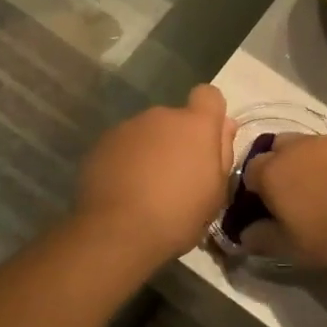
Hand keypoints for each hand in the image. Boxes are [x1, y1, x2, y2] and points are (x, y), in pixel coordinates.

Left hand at [75, 85, 234, 263]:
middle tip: (176, 178)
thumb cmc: (178, 215)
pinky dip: (127, 160)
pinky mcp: (102, 143)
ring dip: (151, 151)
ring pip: (148, 132)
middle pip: (176, 119)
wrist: (117, 231)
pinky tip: (124, 189)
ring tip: (146, 188)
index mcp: (195, 125)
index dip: (210, 114)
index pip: (208, 95)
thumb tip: (225, 126)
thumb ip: (223, 152)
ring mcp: (128, 127)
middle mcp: (161, 116)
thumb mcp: (216, 192)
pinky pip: (124, 145)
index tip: (207, 142)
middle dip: (178, 140)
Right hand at [241, 133, 326, 276]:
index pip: (247, 175)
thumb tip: (244, 234)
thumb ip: (265, 240)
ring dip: (310, 167)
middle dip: (278, 173)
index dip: (252, 195)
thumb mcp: (297, 250)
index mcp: (272, 172)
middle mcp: (296, 147)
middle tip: (294, 204)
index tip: (265, 217)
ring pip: (308, 149)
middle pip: (276, 152)